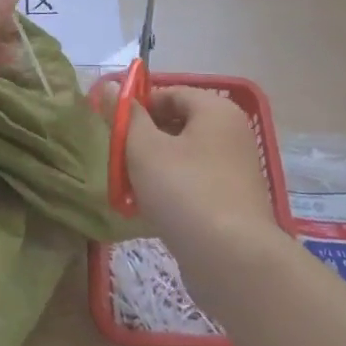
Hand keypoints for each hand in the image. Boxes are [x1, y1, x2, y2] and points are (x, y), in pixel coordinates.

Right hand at [109, 84, 277, 250]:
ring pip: (183, 158)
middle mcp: (231, 134)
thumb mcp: (145, 149)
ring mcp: (235, 171)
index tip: (112, 127)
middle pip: (178, 125)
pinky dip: (171, 191)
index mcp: (216, 111)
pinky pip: (194, 185)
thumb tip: (110, 86)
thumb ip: (127, 117)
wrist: (232, 259)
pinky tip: (148, 210)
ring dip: (153, 168)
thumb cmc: (185, 192)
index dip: (138, 106)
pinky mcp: (232, 203)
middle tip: (116, 159)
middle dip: (144, 140)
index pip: (171, 93)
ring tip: (127, 188)